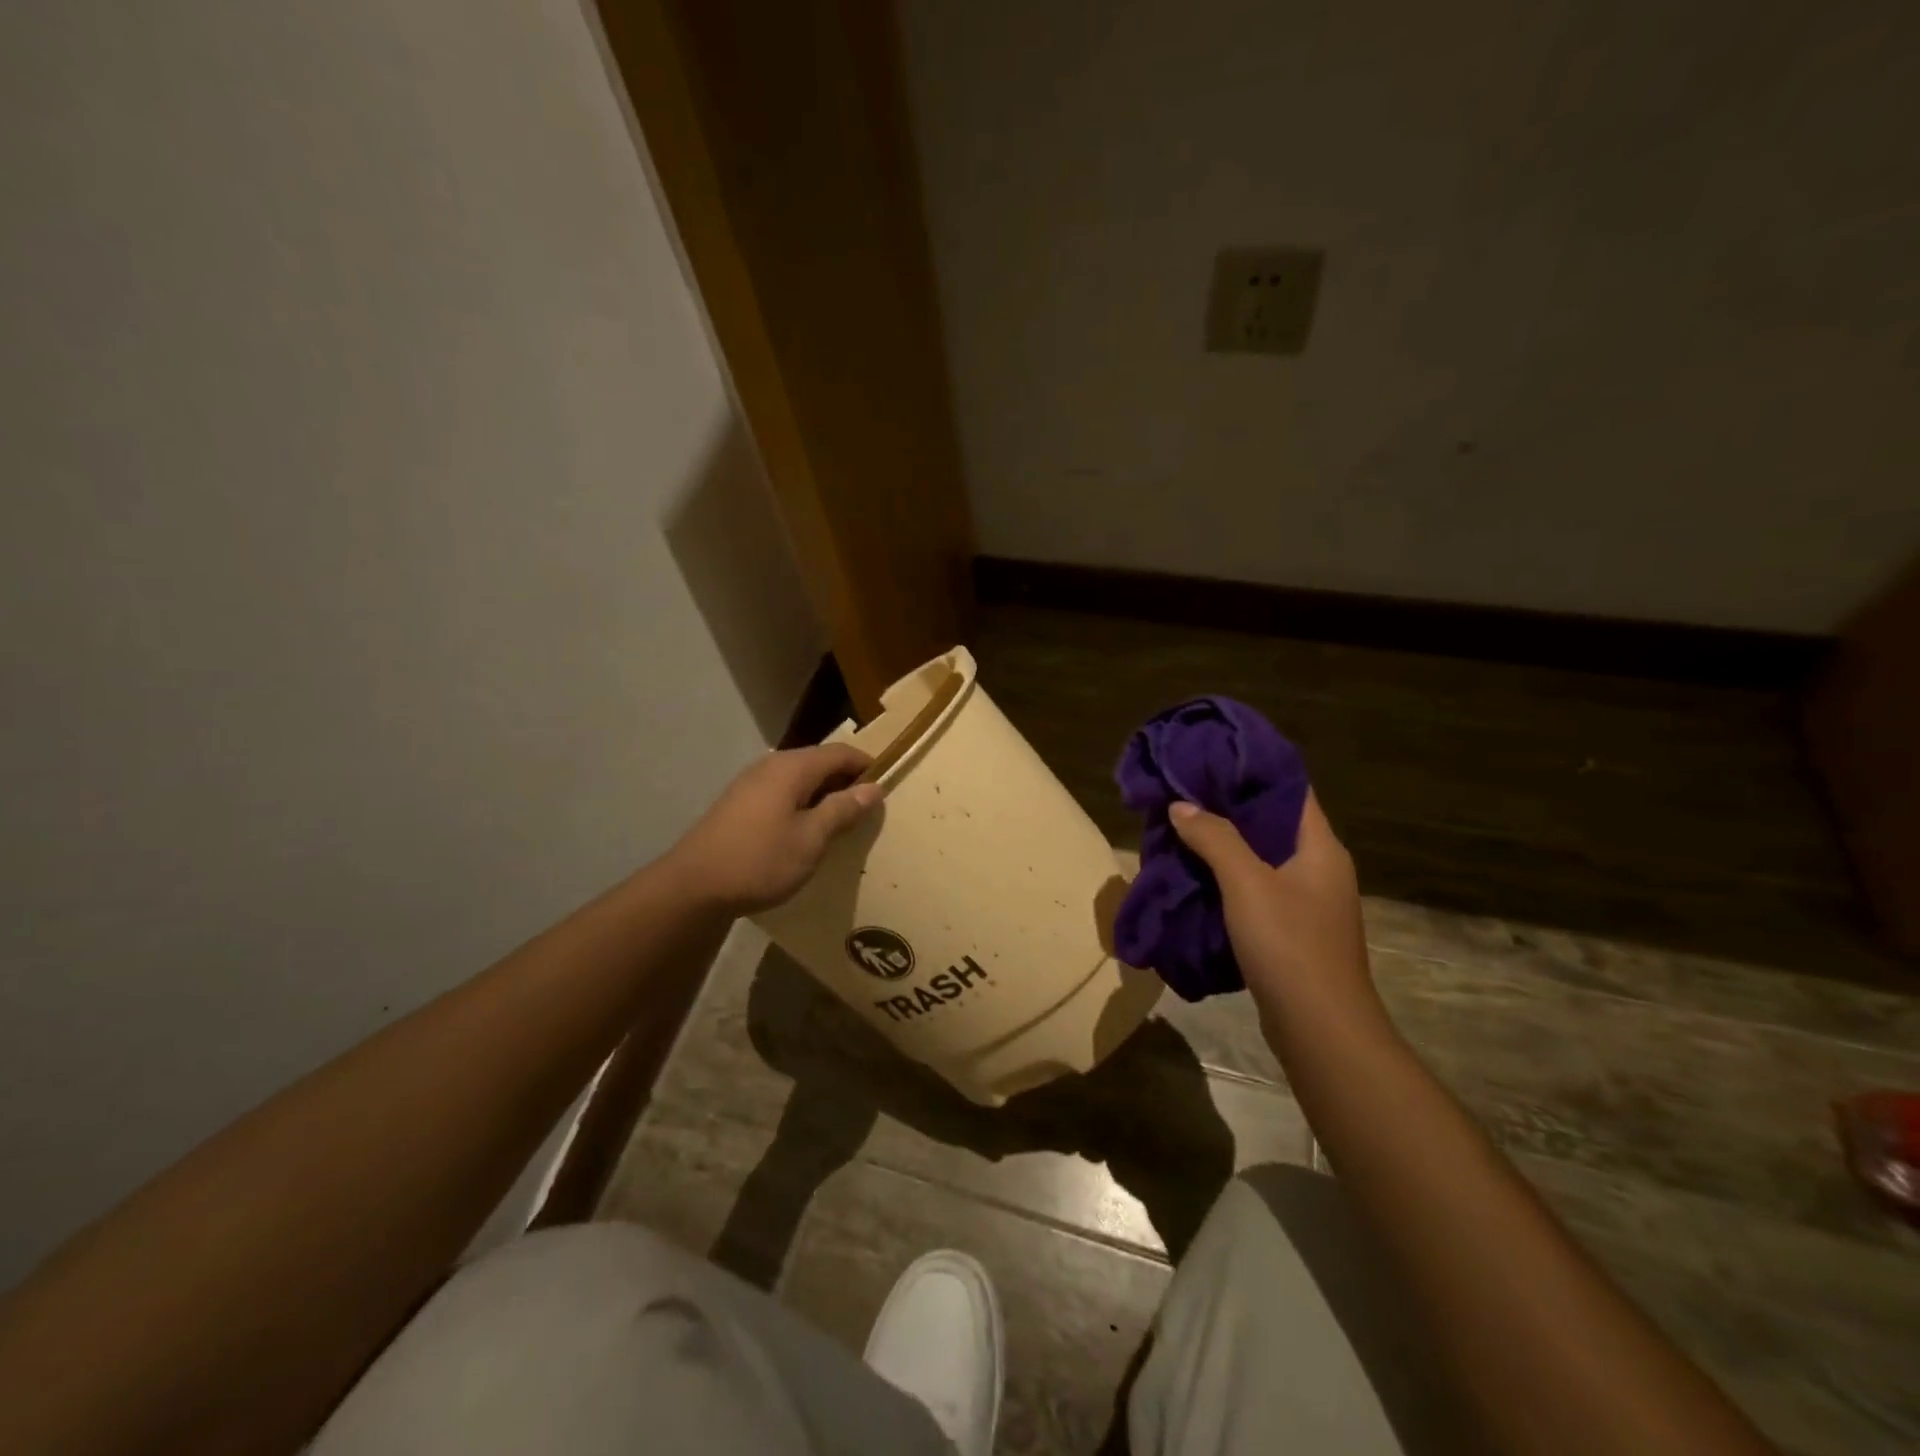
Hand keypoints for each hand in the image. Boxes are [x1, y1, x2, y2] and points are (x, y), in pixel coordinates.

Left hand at [662, 744, 880, 914]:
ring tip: (842, 822)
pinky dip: (803, 803)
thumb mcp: (811, 839)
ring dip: (824, 793)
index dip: (867, 765)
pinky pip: (783, 791)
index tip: (887, 787)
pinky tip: (807, 829)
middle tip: (868, 809)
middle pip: (819, 761)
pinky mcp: (740, 803)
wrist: (694, 887)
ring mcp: (752, 783)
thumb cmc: (760, 860)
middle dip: (846, 780)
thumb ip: (843, 810)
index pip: (840, 752)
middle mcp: (771, 766)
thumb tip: (873, 787)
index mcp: (792, 768)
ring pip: (800, 778)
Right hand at [1168, 792, 1379, 1033]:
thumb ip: (1215, 838)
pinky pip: (1257, 889)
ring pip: (1262, 858)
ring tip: (1182, 829)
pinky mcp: (1293, 930)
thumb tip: (1181, 804)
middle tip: (1185, 794)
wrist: (1320, 1029)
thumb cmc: (1290, 945)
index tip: (1211, 759)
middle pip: (1272, 823)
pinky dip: (1228, 878)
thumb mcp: (1247, 883)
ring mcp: (1309, 902)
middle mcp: (1320, 868)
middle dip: (1228, 809)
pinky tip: (1196, 876)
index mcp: (1320, 848)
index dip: (1253, 771)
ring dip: (1225, 845)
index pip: (1291, 790)